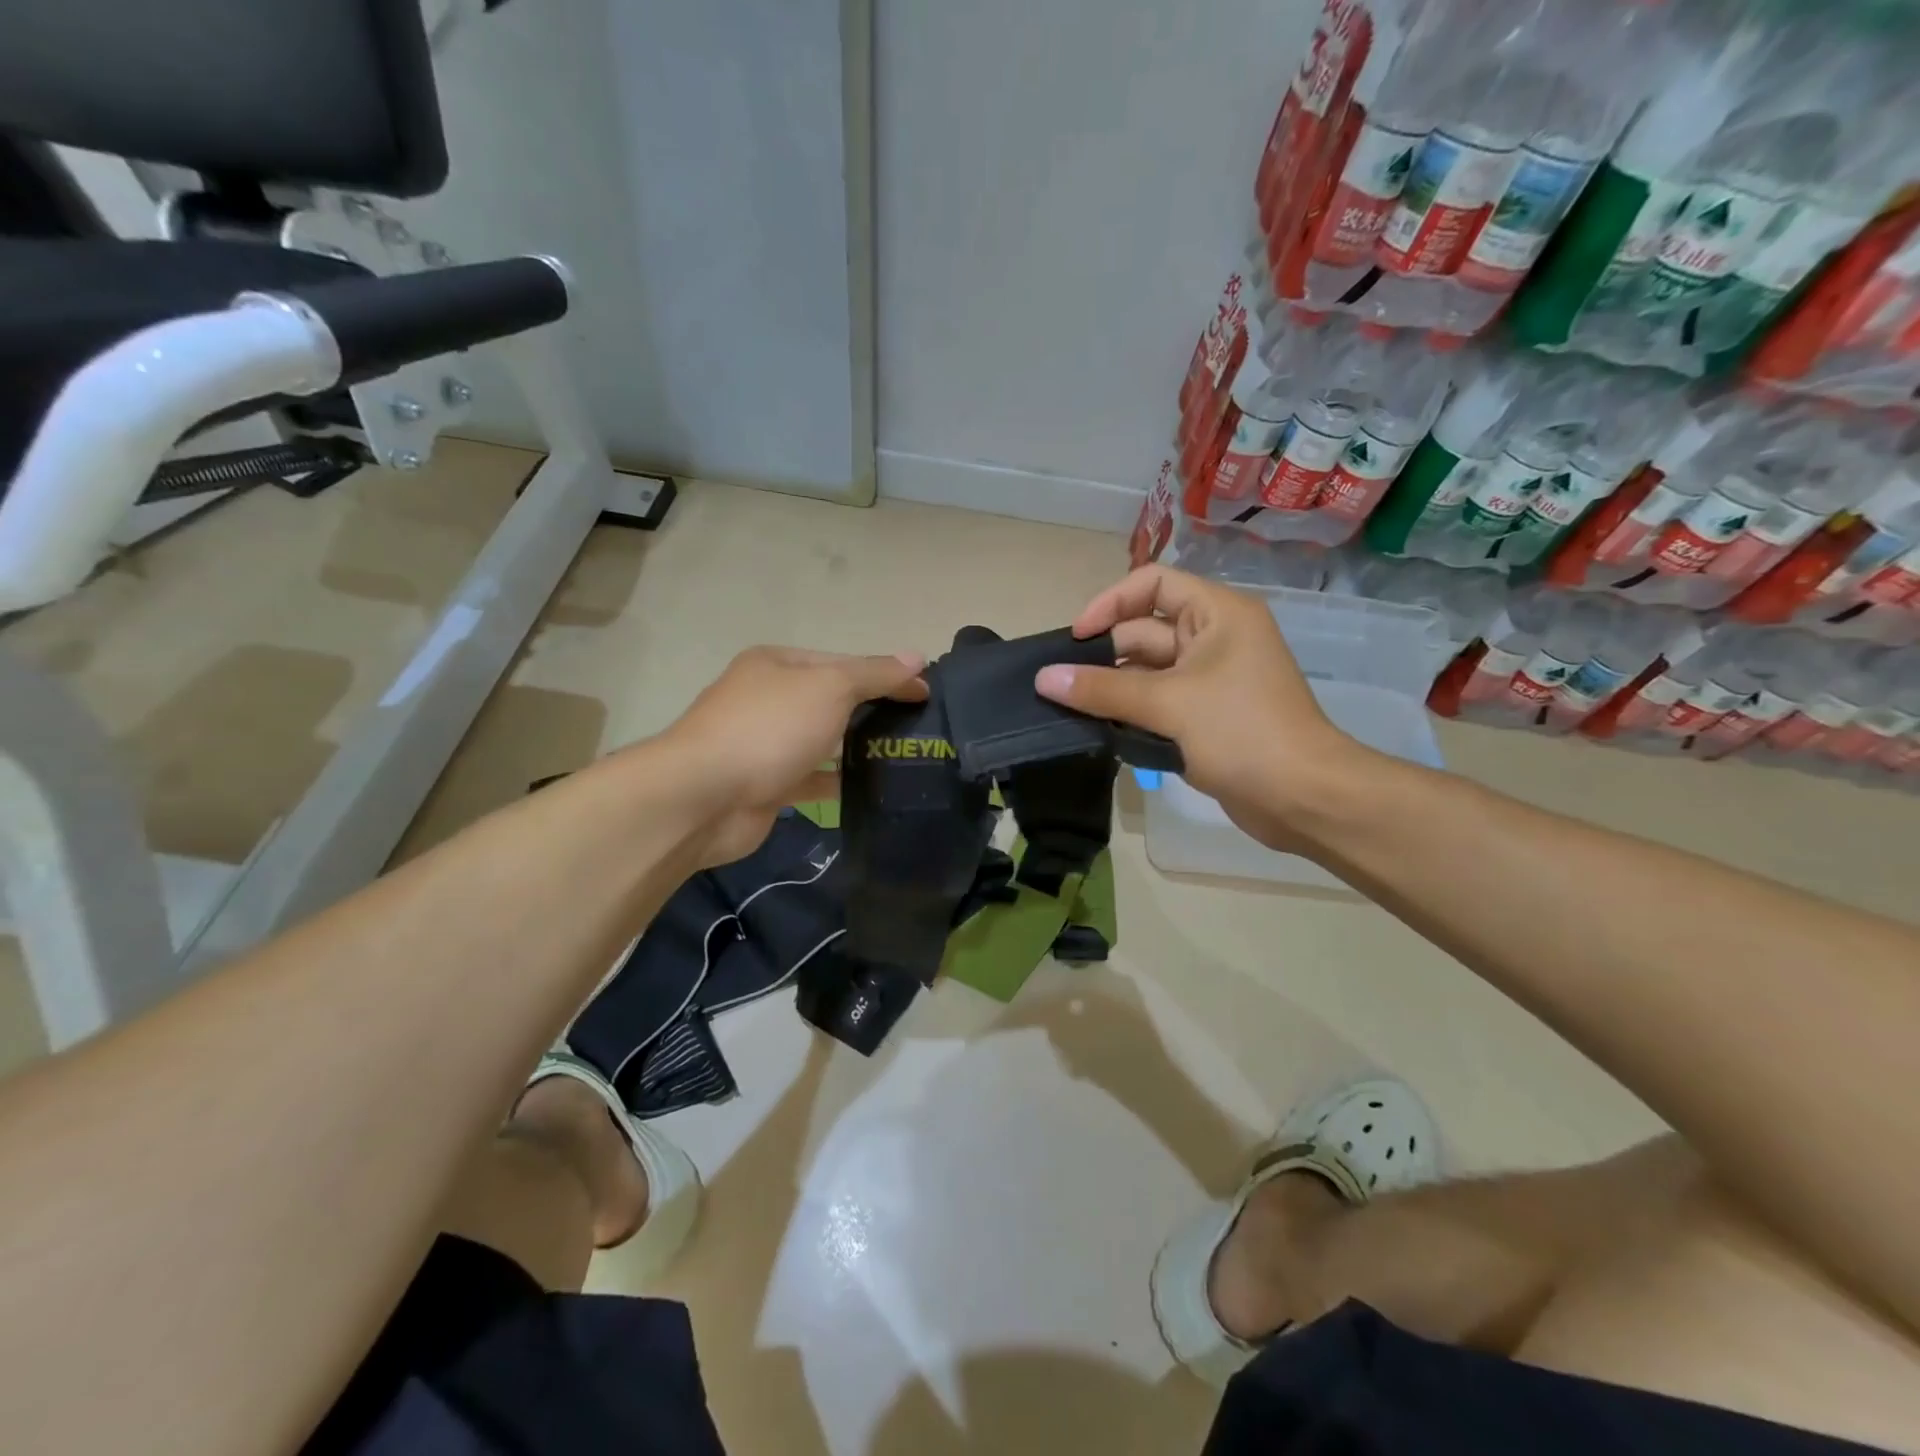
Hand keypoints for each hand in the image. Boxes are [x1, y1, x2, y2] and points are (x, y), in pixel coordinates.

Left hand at [661, 646, 927, 865]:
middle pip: (832, 700)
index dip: (886, 675)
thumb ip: (875, 674)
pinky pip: (811, 778)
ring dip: (856, 748)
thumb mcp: (830, 687)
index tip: (926, 694)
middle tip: (919, 730)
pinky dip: (837, 781)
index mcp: (778, 664)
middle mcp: (768, 698)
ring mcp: (764, 743)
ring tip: (903, 759)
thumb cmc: (770, 728)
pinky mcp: (765, 784)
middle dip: (872, 712)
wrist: (704, 797)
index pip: (843, 662)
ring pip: (822, 740)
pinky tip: (871, 789)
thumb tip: (917, 657)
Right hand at [1034, 566, 1367, 851]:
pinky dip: (1130, 714)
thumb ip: (1103, 690)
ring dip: (1112, 690)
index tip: (1076, 638)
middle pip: (1144, 631)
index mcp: (1217, 614)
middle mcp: (1213, 638)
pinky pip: (1156, 704)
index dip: (1110, 603)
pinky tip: (1099, 732)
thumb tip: (1044, 678)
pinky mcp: (1204, 717)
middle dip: (1103, 657)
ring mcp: (1210, 680)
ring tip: (1069, 711)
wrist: (1303, 797)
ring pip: (1146, 672)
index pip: (1152, 584)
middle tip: (1060, 686)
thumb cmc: (1242, 732)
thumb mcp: (1168, 704)